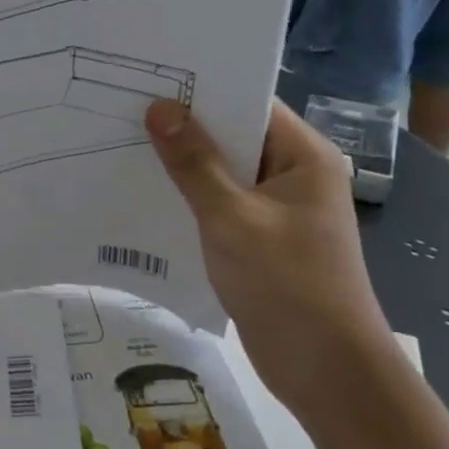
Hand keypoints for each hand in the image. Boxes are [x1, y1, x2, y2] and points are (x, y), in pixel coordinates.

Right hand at [145, 98, 393, 420]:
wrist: (326, 371)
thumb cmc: (287, 283)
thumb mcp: (232, 217)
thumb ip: (194, 162)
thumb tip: (159, 108)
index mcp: (303, 156)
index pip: (250, 103)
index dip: (202, 89)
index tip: (150, 77)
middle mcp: (293, 174)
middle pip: (233, 136)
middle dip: (183, 126)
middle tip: (123, 106)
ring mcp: (276, 209)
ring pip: (222, 173)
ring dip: (181, 164)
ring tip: (122, 143)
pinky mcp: (259, 239)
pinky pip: (219, 205)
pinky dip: (188, 198)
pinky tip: (144, 192)